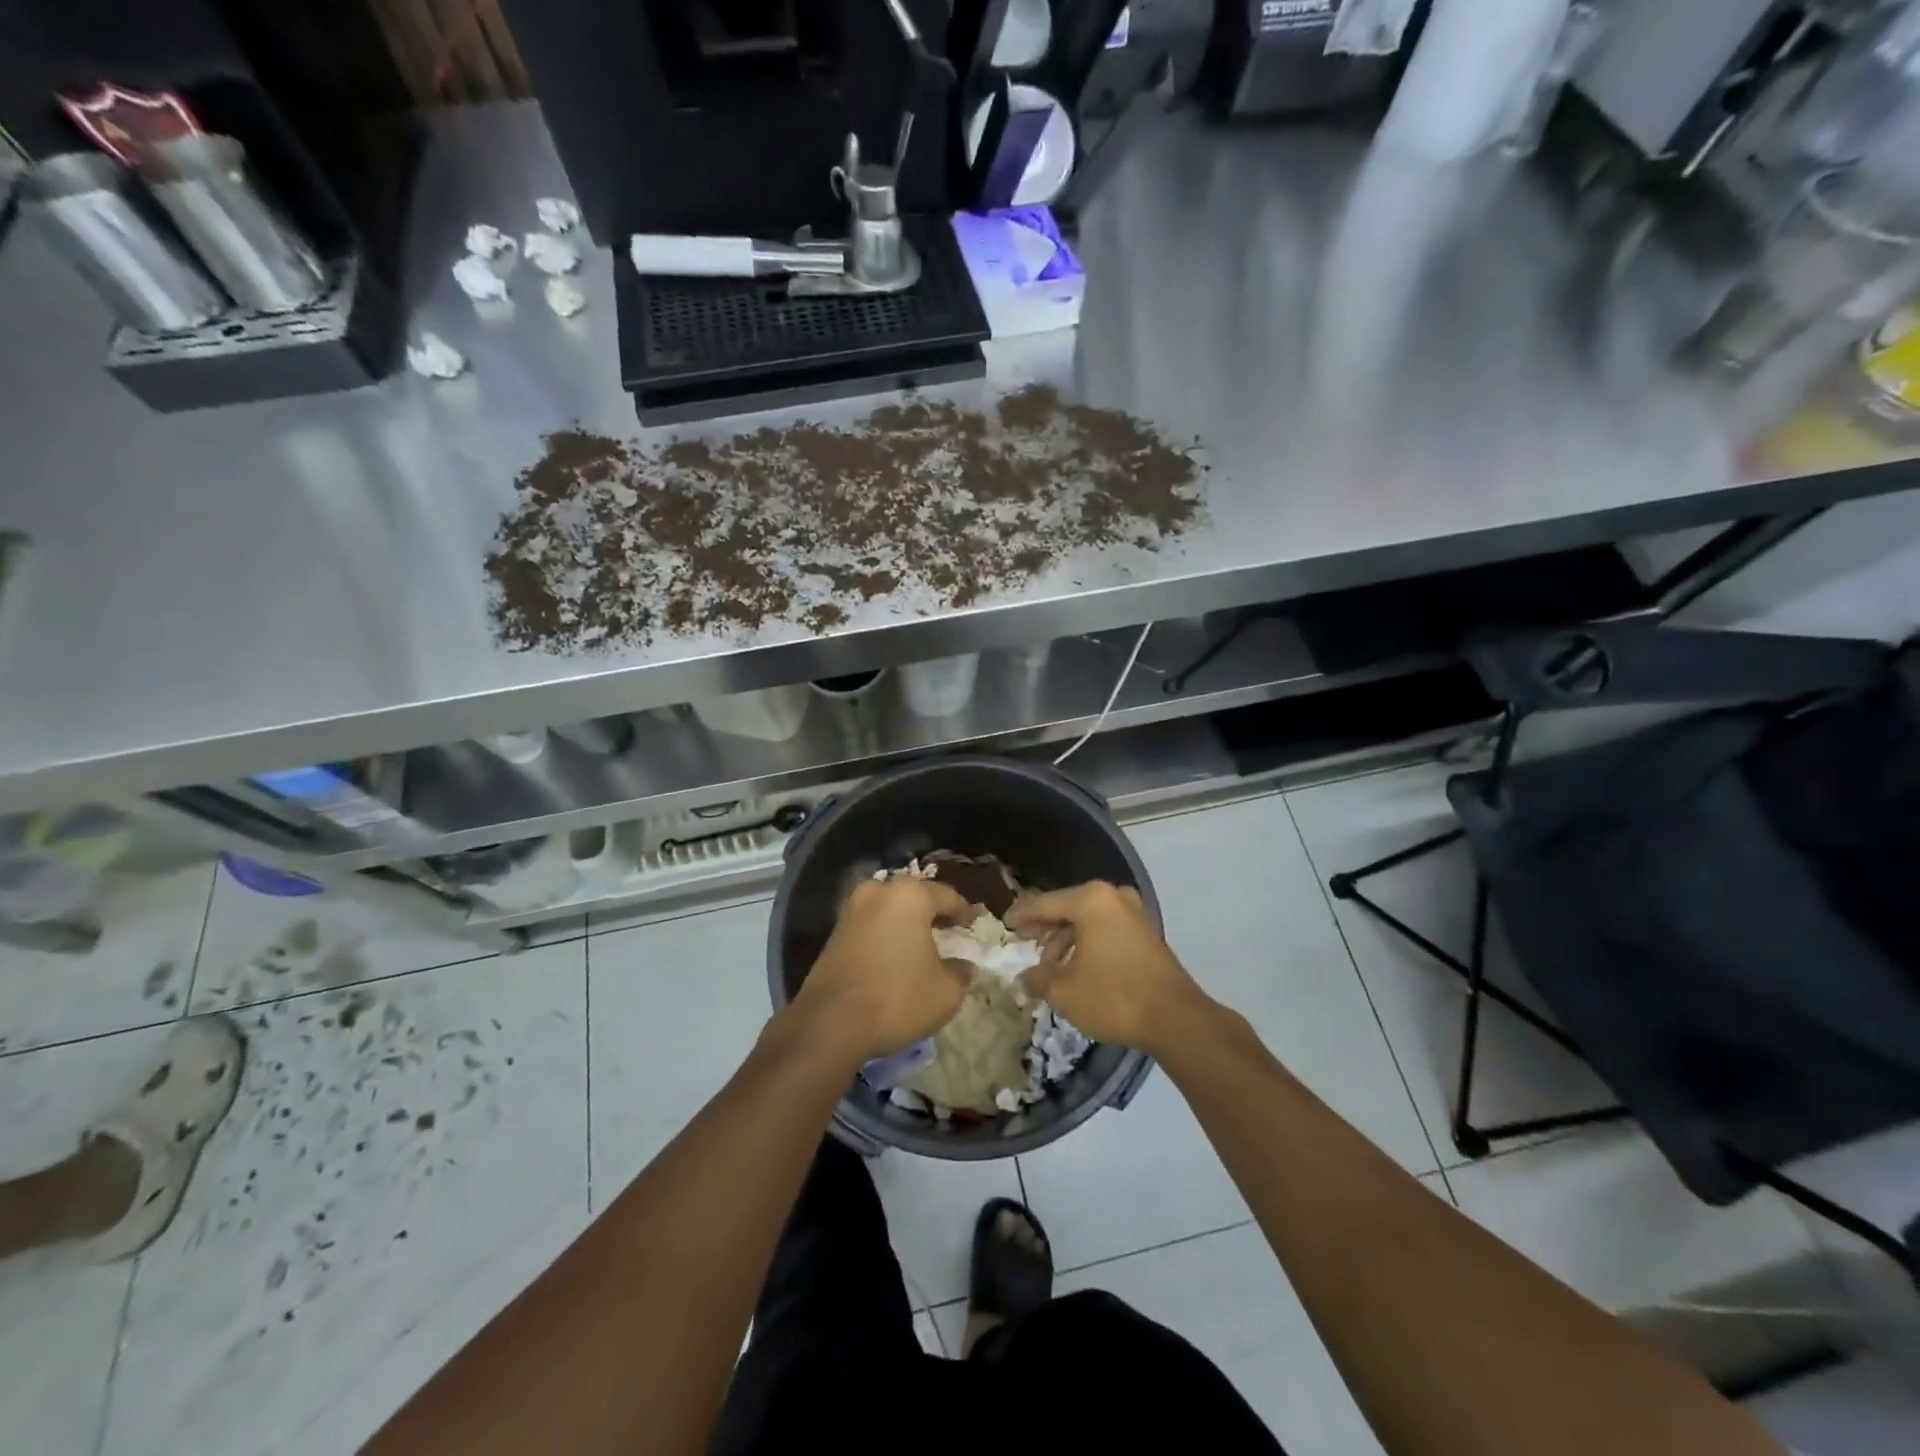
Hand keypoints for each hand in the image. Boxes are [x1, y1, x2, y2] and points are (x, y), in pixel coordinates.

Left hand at [793, 878, 973, 1059]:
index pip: (947, 896)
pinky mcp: (833, 933)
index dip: (963, 911)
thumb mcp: (946, 992)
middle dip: (932, 913)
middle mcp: (878, 892)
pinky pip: (870, 926)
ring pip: (889, 910)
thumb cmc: (897, 998)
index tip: (973, 924)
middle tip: (948, 930)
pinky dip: (885, 936)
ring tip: (921, 945)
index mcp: (910, 895)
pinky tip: (894, 957)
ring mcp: (851, 910)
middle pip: (914, 897)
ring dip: (906, 924)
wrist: (830, 1022)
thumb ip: (962, 972)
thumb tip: (964, 965)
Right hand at [1008, 881, 1206, 1056]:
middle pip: (1067, 908)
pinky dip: (1088, 943)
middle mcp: (1113, 896)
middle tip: (1026, 945)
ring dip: (1066, 939)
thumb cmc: (1113, 996)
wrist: (1175, 1019)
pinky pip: (1106, 929)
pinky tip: (1078, 968)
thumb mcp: (1064, 991)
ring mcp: (1134, 912)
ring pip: (1088, 920)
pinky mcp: (1146, 932)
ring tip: (1051, 966)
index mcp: (1090, 900)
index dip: (1021, 916)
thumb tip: (1022, 978)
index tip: (1005, 924)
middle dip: (1045, 929)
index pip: (1043, 904)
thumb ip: (1037, 979)